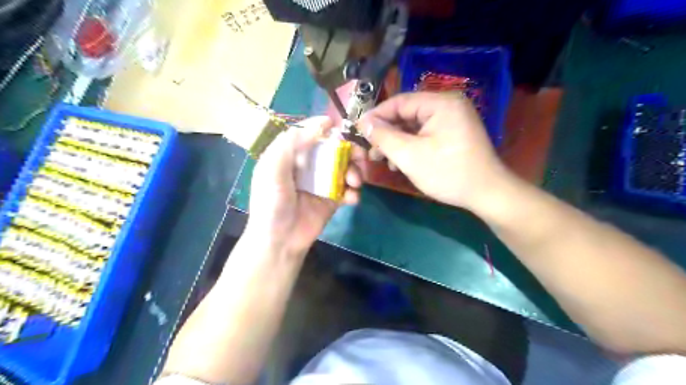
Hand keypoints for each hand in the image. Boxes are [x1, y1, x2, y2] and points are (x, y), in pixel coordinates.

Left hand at [248, 118, 364, 254]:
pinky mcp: (332, 200)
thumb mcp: (272, 169)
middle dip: (349, 151)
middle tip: (360, 156)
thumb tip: (321, 125)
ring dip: (355, 171)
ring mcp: (322, 183)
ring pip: (345, 168)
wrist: (280, 240)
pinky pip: (348, 190)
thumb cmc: (271, 203)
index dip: (322, 127)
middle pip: (333, 149)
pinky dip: (354, 192)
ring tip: (355, 182)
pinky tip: (352, 199)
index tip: (337, 125)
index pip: (308, 134)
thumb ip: (291, 143)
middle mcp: (308, 166)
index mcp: (290, 156)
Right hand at [360, 92, 513, 211]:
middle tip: (369, 150)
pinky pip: (425, 134)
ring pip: (414, 126)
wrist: (486, 194)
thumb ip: (383, 137)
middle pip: (406, 114)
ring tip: (382, 159)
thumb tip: (363, 123)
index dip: (375, 116)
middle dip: (386, 133)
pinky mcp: (453, 133)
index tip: (357, 130)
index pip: (399, 102)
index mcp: (440, 103)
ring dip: (396, 142)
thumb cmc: (447, 172)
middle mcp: (447, 105)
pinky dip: (410, 146)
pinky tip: (399, 162)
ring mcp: (452, 120)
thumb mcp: (409, 155)